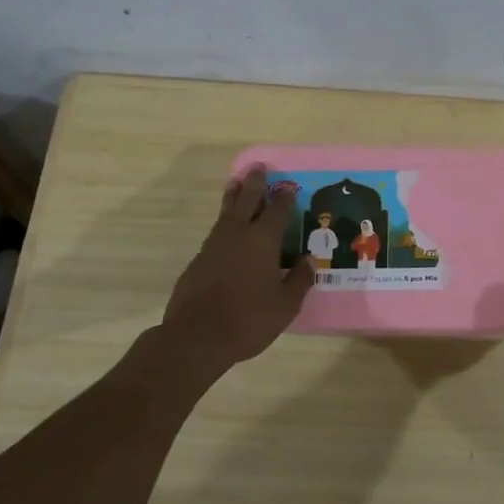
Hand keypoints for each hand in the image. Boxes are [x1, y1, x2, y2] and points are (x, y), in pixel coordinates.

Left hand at [161, 165, 313, 369]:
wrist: (196, 337)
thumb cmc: (248, 320)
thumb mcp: (285, 305)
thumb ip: (299, 279)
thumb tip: (308, 259)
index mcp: (262, 241)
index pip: (277, 211)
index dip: (284, 198)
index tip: (288, 186)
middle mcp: (237, 235)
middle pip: (246, 200)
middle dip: (254, 183)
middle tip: (257, 167)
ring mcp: (213, 245)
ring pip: (226, 213)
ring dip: (234, 197)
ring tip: (237, 184)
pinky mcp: (198, 260)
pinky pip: (216, 232)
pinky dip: (224, 223)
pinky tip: (227, 231)